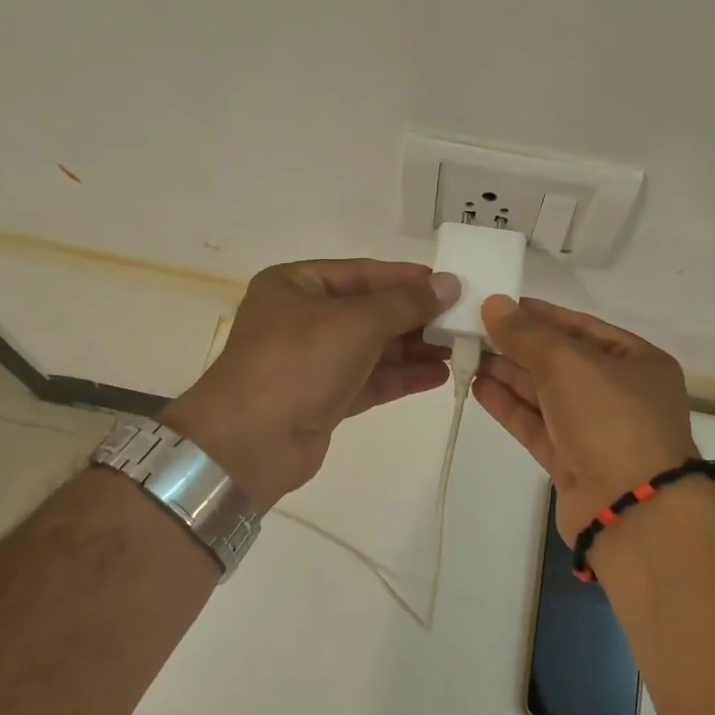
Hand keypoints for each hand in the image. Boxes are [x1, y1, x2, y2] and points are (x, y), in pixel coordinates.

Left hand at [161, 259, 459, 509]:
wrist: (251, 442)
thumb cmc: (298, 363)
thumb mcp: (356, 322)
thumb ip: (405, 303)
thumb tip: (449, 284)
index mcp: (295, 286)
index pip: (361, 273)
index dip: (406, 278)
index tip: (449, 283)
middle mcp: (302, 319)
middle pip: (369, 312)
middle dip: (415, 317)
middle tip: (463, 319)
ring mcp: (312, 362)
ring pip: (372, 349)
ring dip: (414, 348)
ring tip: (460, 348)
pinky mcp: (324, 399)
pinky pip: (370, 381)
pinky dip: (401, 377)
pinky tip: (438, 375)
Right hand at [473, 296, 697, 542]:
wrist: (631, 509)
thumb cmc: (611, 420)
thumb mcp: (569, 364)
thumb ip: (527, 334)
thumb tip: (493, 304)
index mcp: (637, 362)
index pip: (581, 328)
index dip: (540, 315)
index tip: (499, 306)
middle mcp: (619, 394)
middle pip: (561, 362)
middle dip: (518, 346)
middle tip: (473, 330)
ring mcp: (596, 431)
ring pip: (546, 395)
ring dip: (509, 375)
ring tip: (468, 355)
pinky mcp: (572, 462)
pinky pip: (537, 426)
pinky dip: (510, 407)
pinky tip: (479, 388)